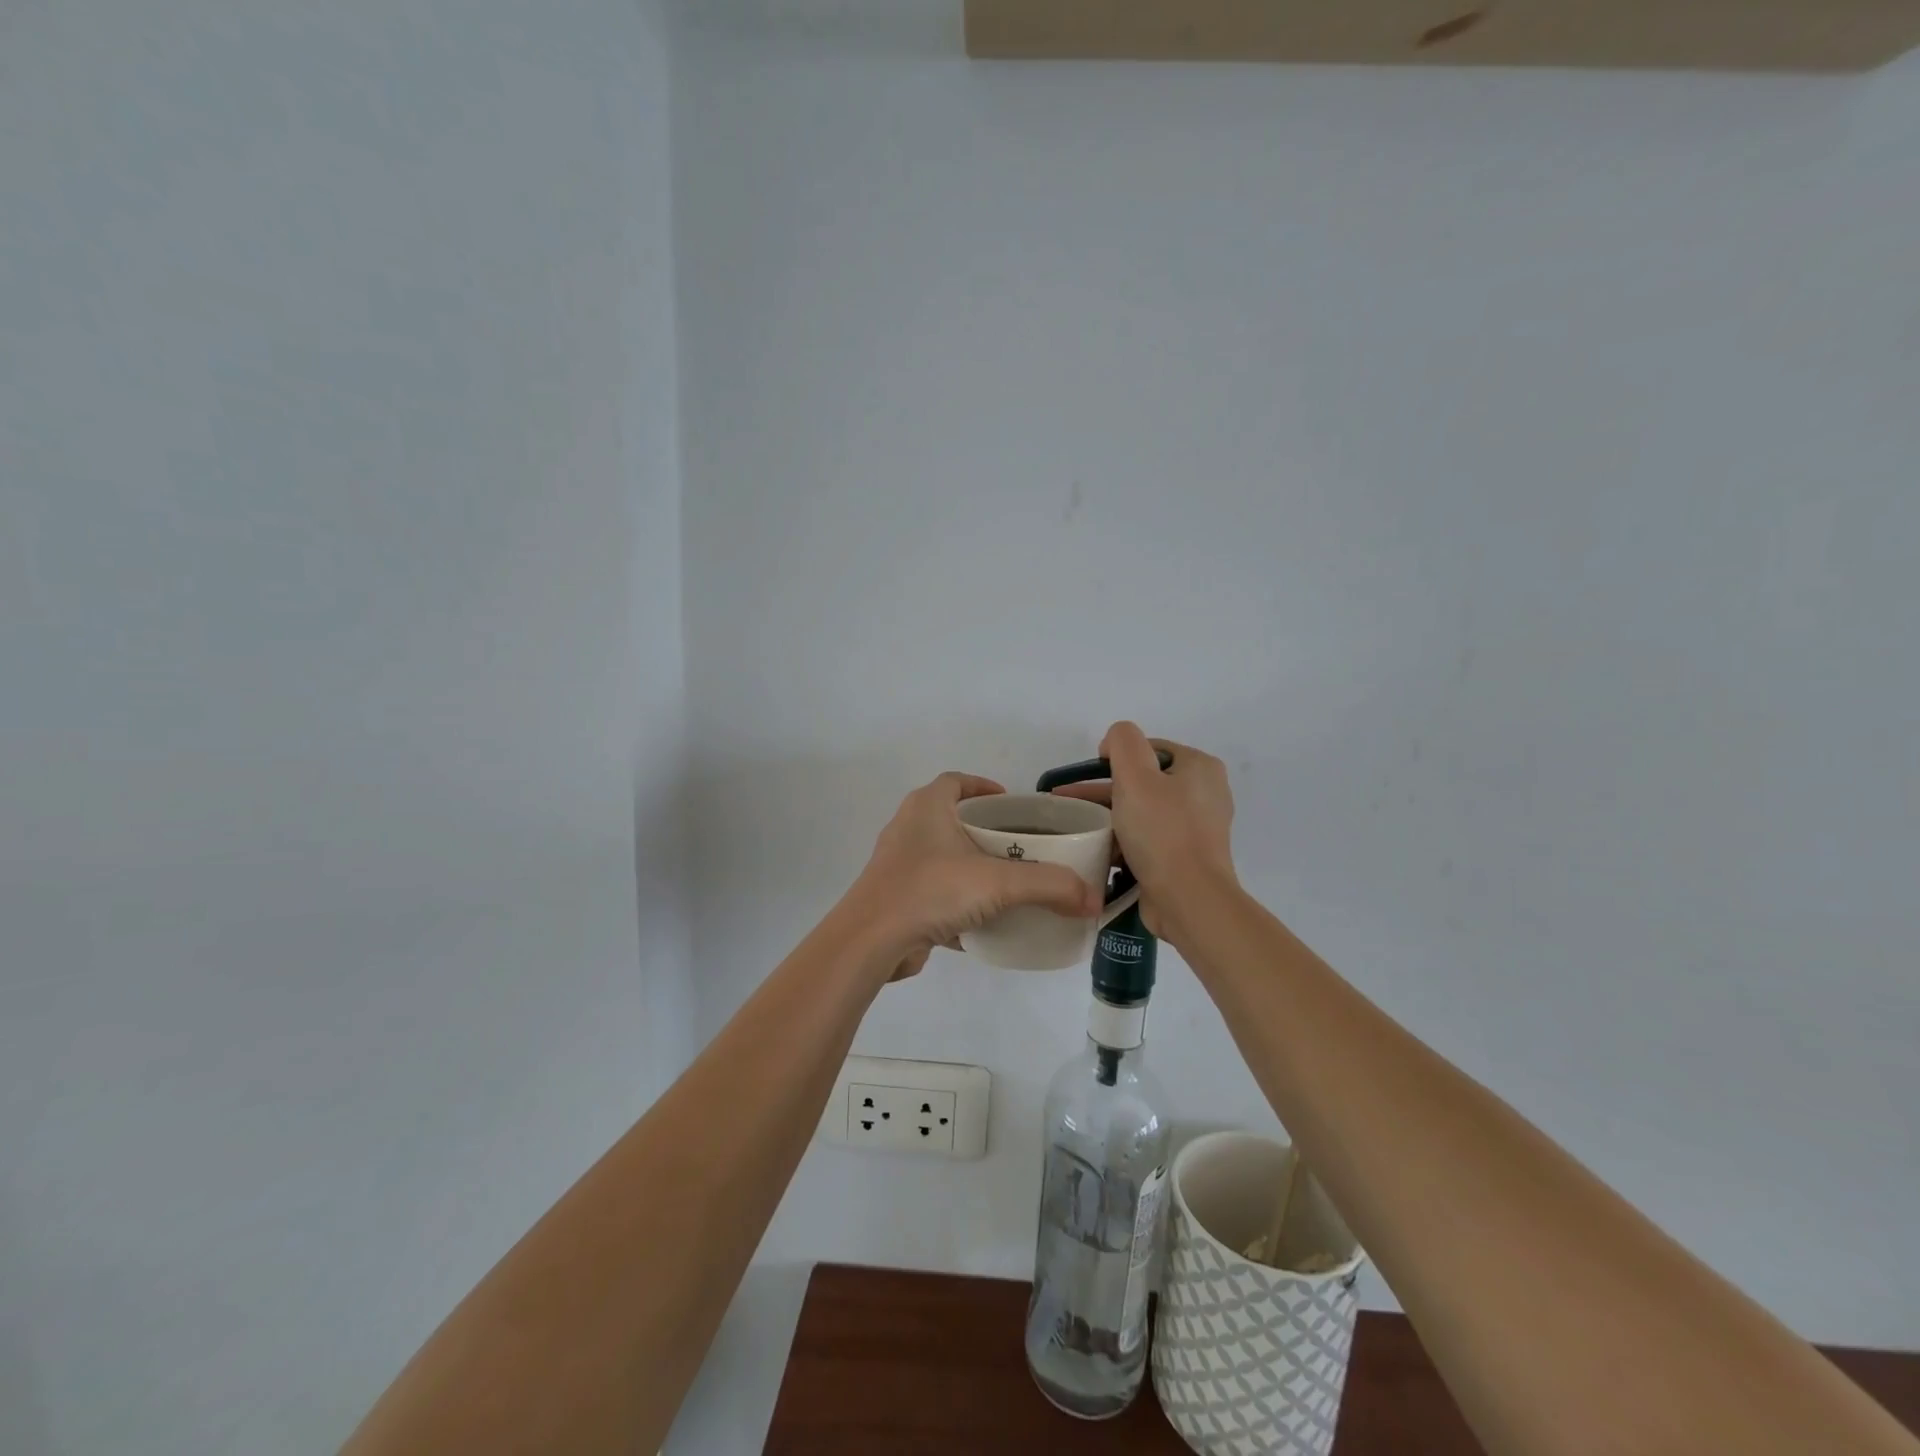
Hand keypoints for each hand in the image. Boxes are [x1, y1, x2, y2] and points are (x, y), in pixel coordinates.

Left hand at [850, 773, 1101, 982]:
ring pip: (942, 858)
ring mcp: (898, 866)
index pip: (956, 781)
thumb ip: (1049, 886)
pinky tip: (984, 921)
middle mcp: (908, 829)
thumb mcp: (998, 883)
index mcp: (926, 807)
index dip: (983, 787)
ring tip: (1007, 882)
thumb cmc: (930, 891)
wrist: (871, 942)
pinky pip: (934, 892)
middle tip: (1020, 846)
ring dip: (971, 867)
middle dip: (984, 831)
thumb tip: (1092, 899)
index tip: (1011, 804)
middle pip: (951, 819)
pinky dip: (958, 901)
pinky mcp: (896, 899)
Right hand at [1052, 723, 1237, 945]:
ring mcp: (1196, 829)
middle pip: (1144, 781)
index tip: (1088, 777)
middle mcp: (1204, 794)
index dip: (1115, 757)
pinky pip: (1148, 840)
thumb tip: (1113, 744)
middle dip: (1103, 790)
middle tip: (1068, 803)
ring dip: (1109, 817)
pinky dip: (1123, 841)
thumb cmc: (1162, 832)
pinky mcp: (1185, 858)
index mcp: (1200, 768)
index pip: (1149, 749)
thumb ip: (1122, 742)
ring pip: (1142, 812)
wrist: (1189, 900)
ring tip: (1075, 828)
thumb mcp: (1135, 775)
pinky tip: (1096, 850)